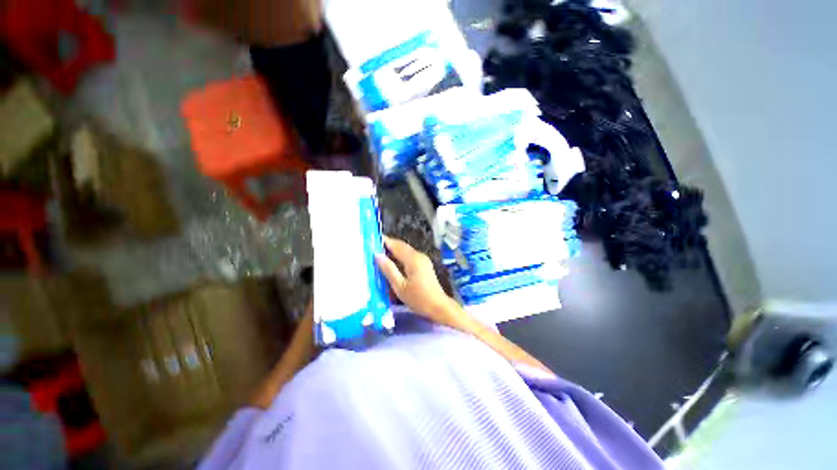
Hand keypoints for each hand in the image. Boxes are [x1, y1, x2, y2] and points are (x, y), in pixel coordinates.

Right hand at [375, 236, 464, 326]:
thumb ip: (388, 269)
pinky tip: (392, 265)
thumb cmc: (418, 298)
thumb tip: (377, 255)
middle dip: (387, 246)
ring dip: (393, 252)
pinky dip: (399, 258)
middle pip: (401, 246)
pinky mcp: (424, 265)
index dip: (384, 241)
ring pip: (405, 251)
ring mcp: (423, 260)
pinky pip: (409, 257)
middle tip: (372, 249)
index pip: (396, 245)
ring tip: (379, 257)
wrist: (438, 307)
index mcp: (413, 259)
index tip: (371, 240)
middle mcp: (418, 255)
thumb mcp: (399, 286)